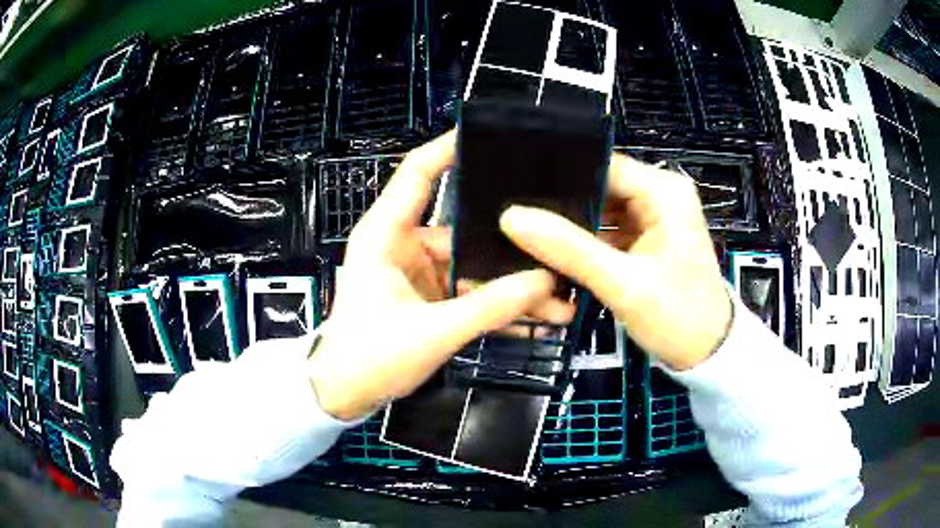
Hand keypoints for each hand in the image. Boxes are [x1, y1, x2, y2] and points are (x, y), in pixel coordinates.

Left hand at [307, 132, 573, 420]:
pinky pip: (470, 294)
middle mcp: (404, 245)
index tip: (491, 136)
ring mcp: (420, 273)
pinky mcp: (430, 298)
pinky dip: (497, 307)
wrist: (344, 395)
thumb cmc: (368, 358)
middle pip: (465, 230)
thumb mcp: (431, 333)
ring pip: (474, 268)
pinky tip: (535, 319)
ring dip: (512, 288)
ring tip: (559, 301)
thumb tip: (543, 282)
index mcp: (386, 235)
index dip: (449, 148)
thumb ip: (488, 308)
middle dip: (510, 246)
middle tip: (557, 245)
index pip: (418, 173)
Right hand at [500, 154, 732, 370]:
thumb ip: (570, 250)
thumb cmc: (678, 316)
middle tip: (518, 216)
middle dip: (564, 203)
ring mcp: (654, 216)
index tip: (520, 191)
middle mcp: (660, 194)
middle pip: (600, 185)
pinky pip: (608, 228)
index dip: (562, 177)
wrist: (707, 353)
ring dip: (573, 223)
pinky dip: (587, 240)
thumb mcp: (624, 285)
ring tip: (530, 231)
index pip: (602, 165)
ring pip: (601, 208)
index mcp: (664, 191)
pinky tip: (557, 249)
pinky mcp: (648, 237)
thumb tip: (513, 218)